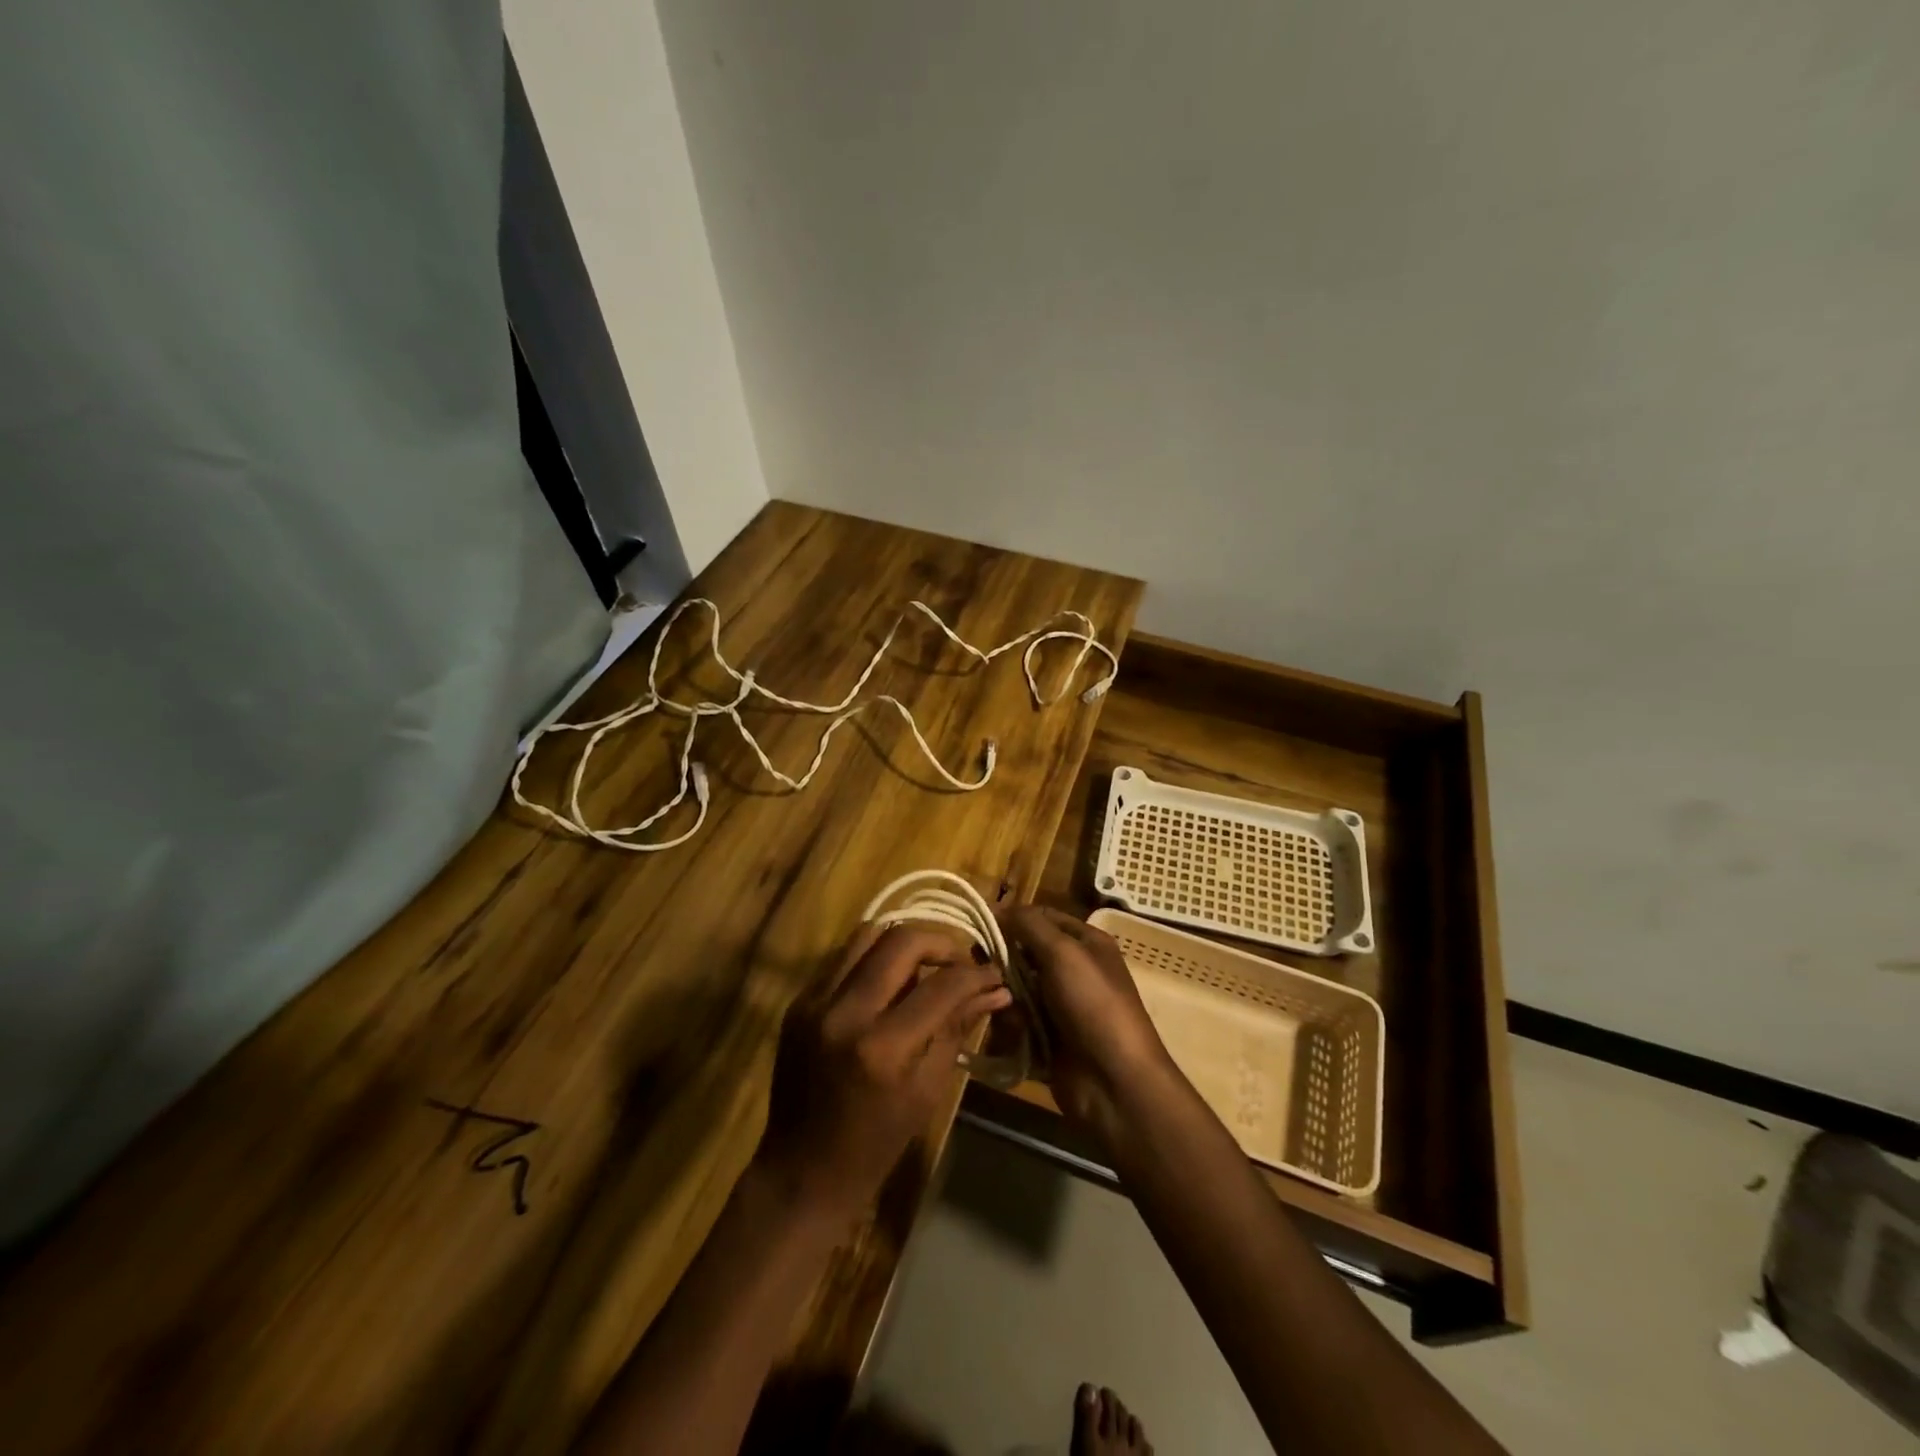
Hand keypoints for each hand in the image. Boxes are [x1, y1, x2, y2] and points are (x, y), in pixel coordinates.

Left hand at [757, 925, 1010, 1229]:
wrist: (800, 1171)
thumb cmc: (875, 1144)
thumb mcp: (927, 1091)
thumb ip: (957, 1030)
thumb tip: (996, 991)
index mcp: (882, 1048)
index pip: (941, 986)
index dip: (975, 974)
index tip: (994, 974)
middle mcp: (844, 1012)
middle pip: (901, 941)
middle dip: (940, 943)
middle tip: (959, 962)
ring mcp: (814, 1002)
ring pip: (867, 936)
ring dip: (903, 944)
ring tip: (923, 967)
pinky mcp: (799, 1001)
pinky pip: (843, 958)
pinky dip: (873, 959)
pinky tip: (888, 983)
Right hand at [999, 907, 1173, 1143]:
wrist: (1114, 1081)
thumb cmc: (1093, 1004)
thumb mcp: (1063, 953)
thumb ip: (1029, 925)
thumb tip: (999, 906)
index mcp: (1085, 943)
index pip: (1042, 917)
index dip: (1013, 918)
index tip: (981, 925)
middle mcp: (1073, 969)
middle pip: (1025, 953)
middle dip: (1004, 962)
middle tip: (984, 970)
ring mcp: (1061, 1005)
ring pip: (1016, 988)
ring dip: (1007, 998)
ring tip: (1005, 1009)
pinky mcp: (1048, 1037)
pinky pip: (1018, 1021)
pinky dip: (1010, 1027)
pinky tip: (1011, 1035)